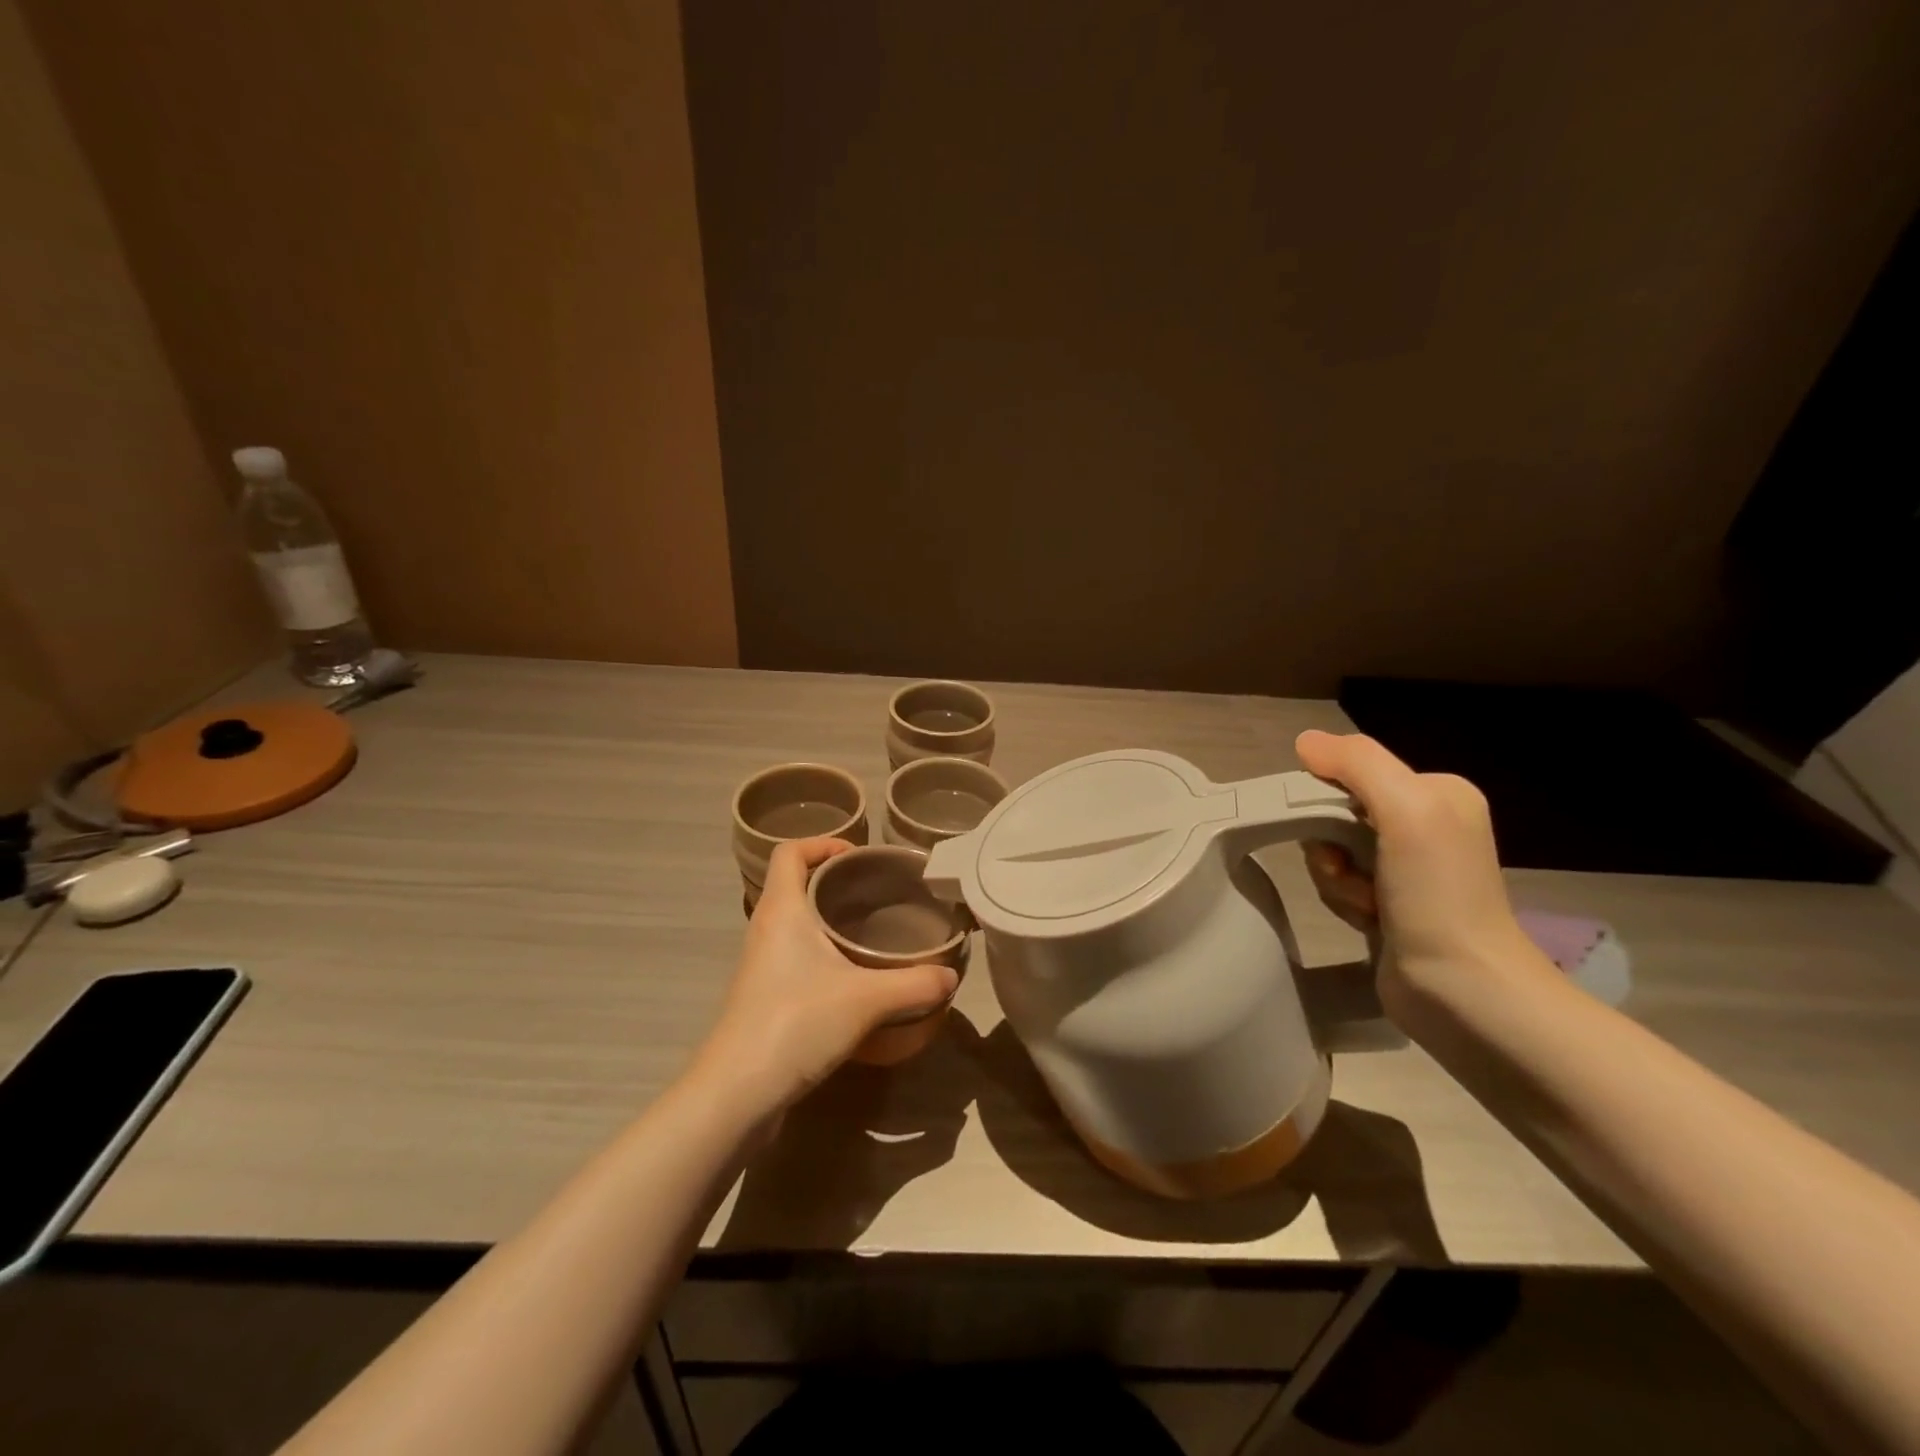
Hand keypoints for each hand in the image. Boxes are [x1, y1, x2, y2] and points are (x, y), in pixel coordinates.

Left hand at [694, 838, 959, 1115]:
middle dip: (834, 879)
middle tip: (877, 891)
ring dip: (827, 917)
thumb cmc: (796, 1023)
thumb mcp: (866, 1000)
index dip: (823, 842)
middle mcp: (766, 928)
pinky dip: (821, 950)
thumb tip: (951, 976)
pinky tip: (852, 975)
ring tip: (871, 929)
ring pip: (794, 921)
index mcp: (782, 910)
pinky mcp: (764, 994)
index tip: (859, 855)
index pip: (790, 851)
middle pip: (795, 883)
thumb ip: (914, 983)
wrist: (738, 1092)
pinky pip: (794, 953)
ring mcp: (761, 963)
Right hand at [1294, 730, 1537, 1017]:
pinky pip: (1340, 884)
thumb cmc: (1437, 893)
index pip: (1354, 773)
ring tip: (1364, 904)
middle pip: (1338, 814)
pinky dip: (1343, 900)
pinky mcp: (1390, 905)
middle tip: (1347, 871)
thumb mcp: (1406, 809)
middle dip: (1331, 845)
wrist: (1462, 989)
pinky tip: (1366, 920)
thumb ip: (1358, 763)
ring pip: (1333, 851)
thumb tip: (1305, 741)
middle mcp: (1425, 825)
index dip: (1328, 799)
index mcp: (1437, 794)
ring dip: (1335, 878)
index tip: (1333, 831)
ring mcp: (1408, 869)